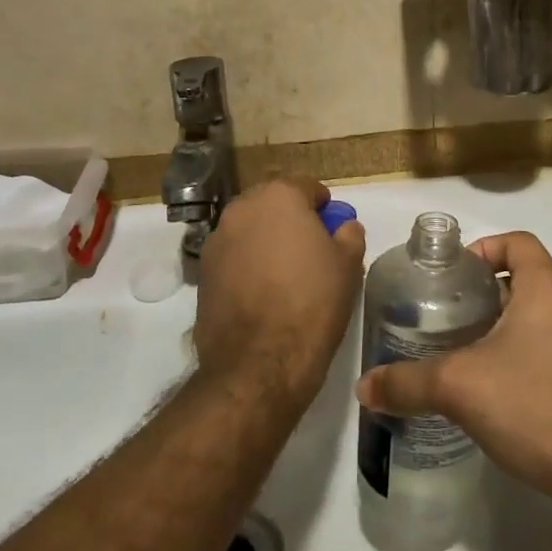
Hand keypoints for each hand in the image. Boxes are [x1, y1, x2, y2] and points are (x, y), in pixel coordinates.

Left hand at [195, 178, 365, 412]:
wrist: (258, 363)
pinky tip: (262, 293)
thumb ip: (349, 235)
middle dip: (290, 219)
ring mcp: (217, 240)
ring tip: (284, 274)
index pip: (307, 187)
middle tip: (310, 249)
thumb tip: (344, 227)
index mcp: (279, 197)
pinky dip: (247, 264)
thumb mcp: (348, 266)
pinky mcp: (202, 272)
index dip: (323, 206)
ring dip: (266, 240)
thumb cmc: (311, 304)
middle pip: (273, 203)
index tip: (333, 227)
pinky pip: (233, 256)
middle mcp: (242, 209)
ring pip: (250, 229)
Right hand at [355, 231, 551, 518]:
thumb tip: (363, 388)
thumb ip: (407, 384)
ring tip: (477, 357)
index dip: (484, 248)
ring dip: (515, 328)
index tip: (456, 276)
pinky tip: (513, 395)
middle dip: (492, 295)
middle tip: (454, 320)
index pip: (518, 242)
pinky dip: (538, 357)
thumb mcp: (460, 389)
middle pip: (532, 280)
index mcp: (549, 288)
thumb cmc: (537, 405)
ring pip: (550, 317)